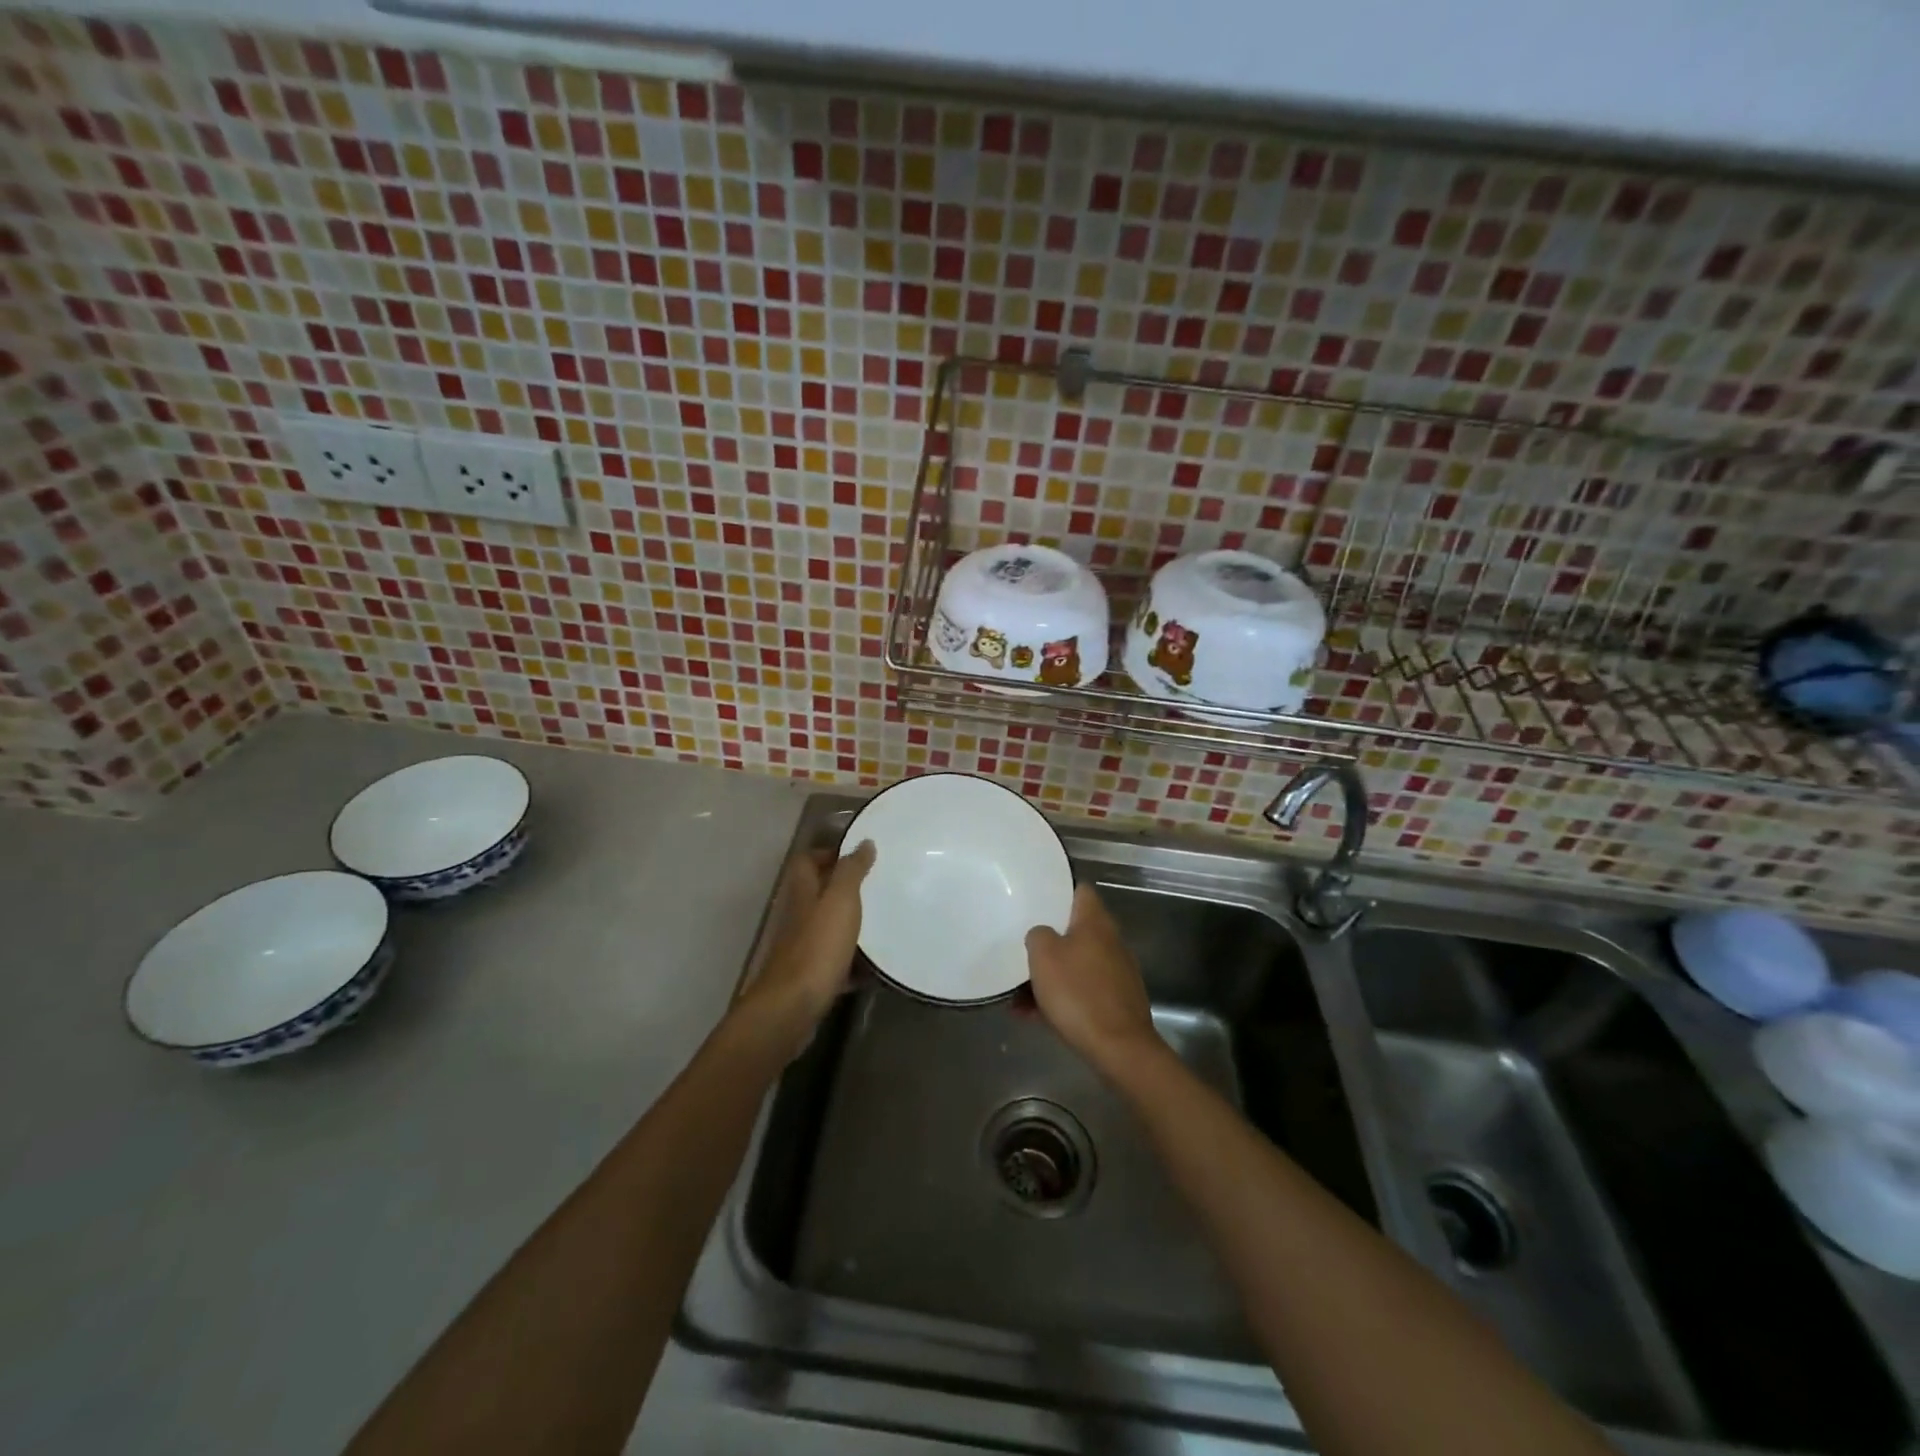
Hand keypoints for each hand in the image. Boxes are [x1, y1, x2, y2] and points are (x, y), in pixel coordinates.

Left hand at [737, 840, 873, 1046]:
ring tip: (882, 922)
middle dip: (845, 889)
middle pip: (818, 894)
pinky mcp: (811, 977)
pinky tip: (875, 966)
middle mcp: (799, 916)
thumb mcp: (840, 900)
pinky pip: (836, 962)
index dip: (827, 853)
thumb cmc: (818, 946)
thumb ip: (851, 870)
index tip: (858, 856)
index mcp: (803, 893)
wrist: (793, 1006)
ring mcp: (803, 948)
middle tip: (877, 887)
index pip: (807, 861)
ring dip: (850, 924)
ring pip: (827, 927)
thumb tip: (864, 843)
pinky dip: (854, 962)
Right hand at [1024, 884, 1159, 1074]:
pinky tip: (1034, 1016)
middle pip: (1074, 930)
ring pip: (1075, 964)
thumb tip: (1042, 935)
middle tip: (1022, 951)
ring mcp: (1116, 972)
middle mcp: (1111, 941)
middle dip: (1047, 942)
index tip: (1035, 900)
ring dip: (1049, 976)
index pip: (1079, 890)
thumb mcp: (1043, 956)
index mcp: (1095, 921)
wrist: (1119, 1048)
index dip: (1058, 890)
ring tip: (1018, 997)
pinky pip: (1082, 990)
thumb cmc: (1078, 992)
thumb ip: (1037, 935)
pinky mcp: (1116, 1001)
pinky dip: (1061, 998)